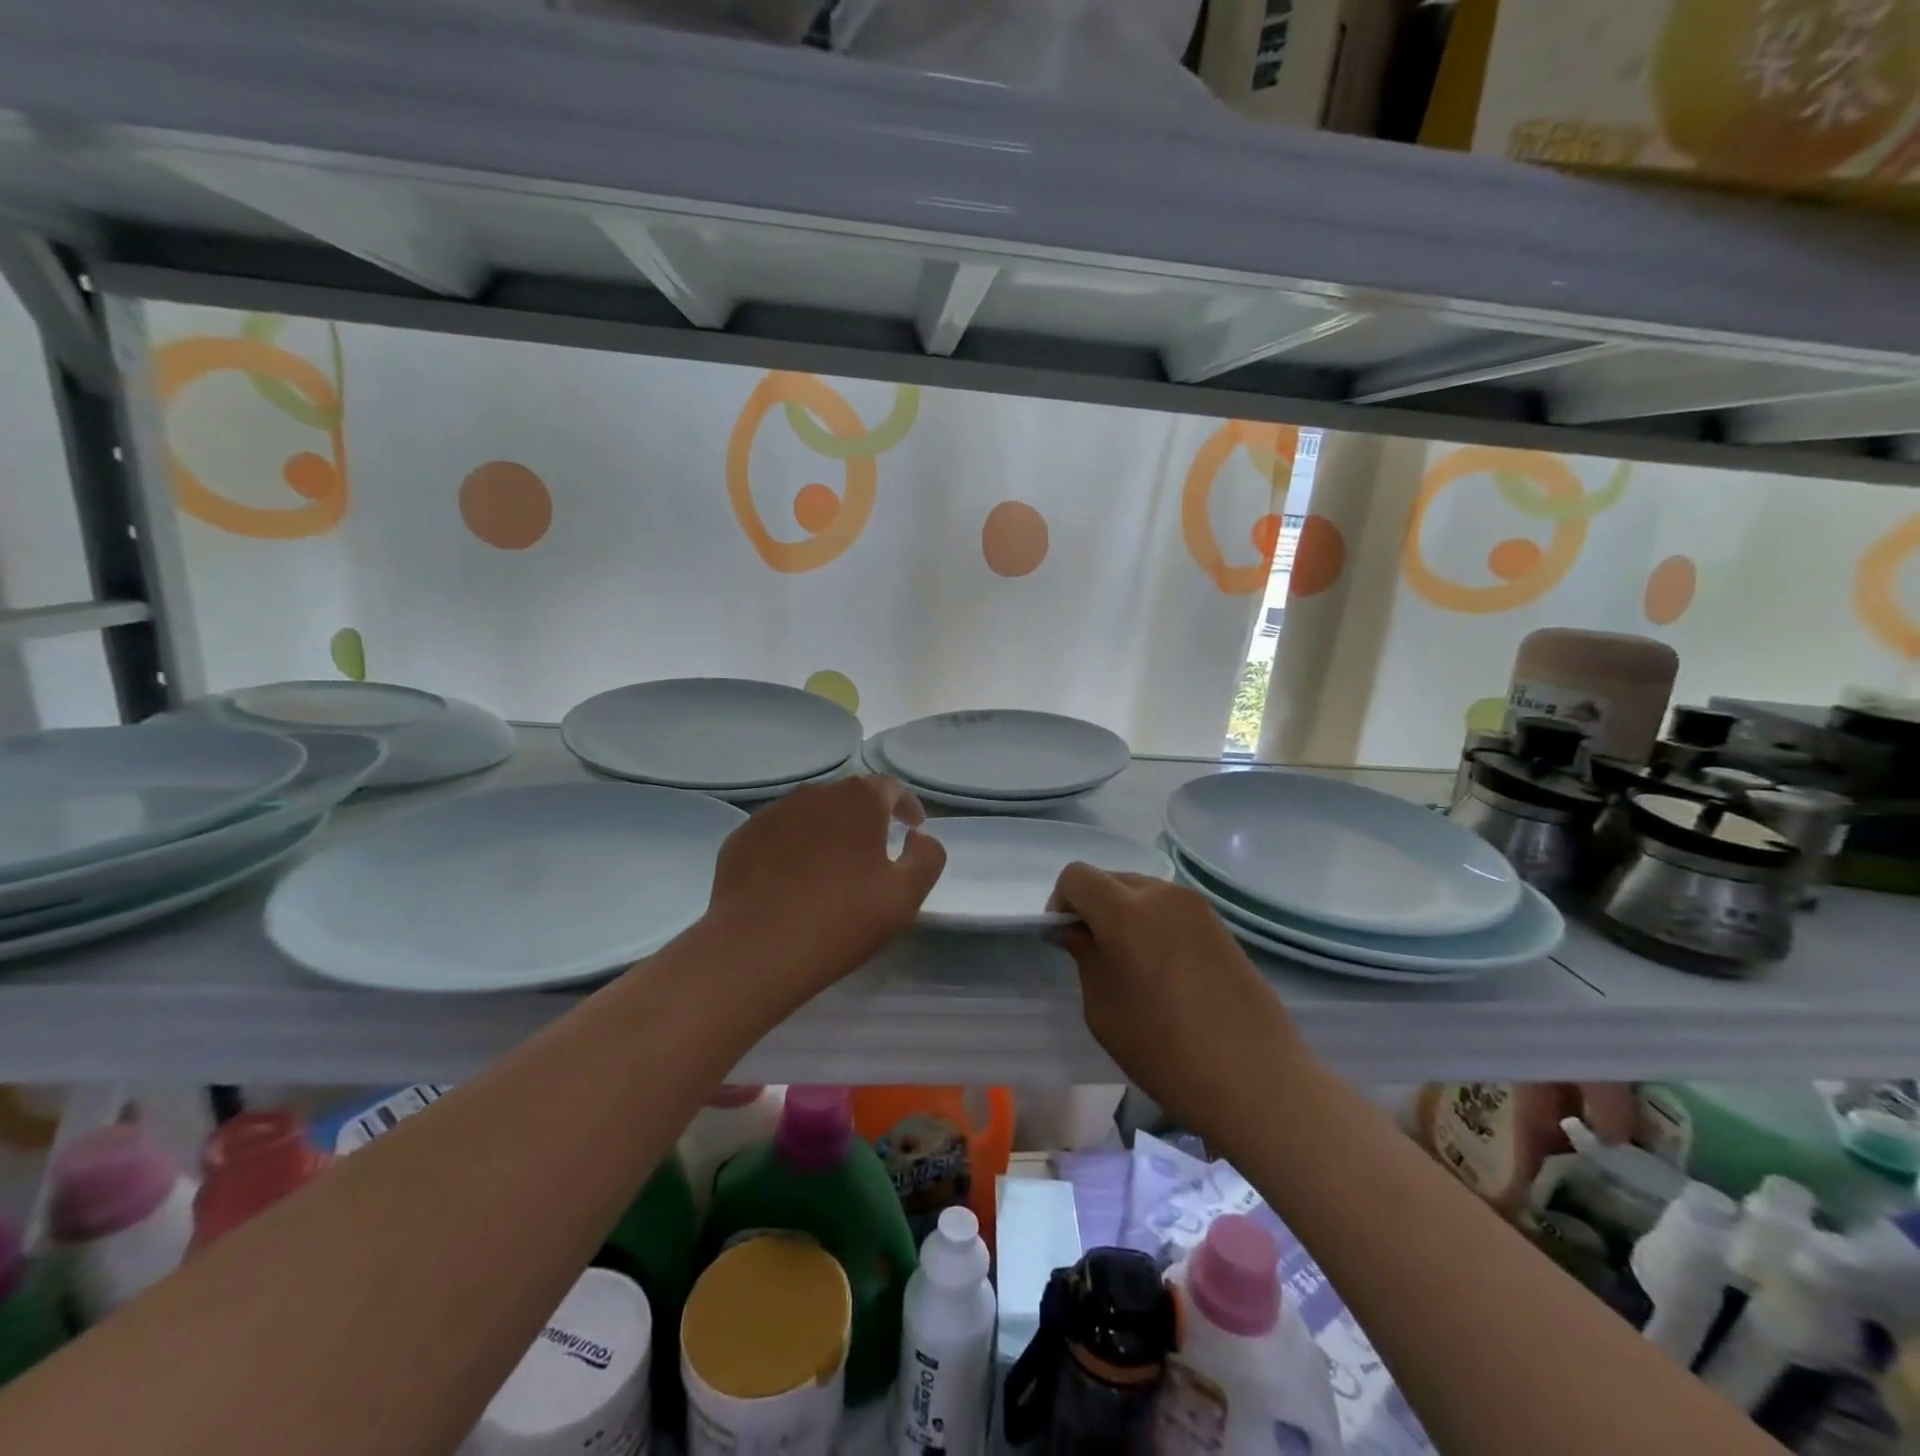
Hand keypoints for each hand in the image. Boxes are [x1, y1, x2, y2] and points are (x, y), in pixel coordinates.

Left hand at [705, 775, 945, 1003]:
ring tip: (832, 866)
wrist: (756, 948)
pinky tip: (793, 880)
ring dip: (828, 831)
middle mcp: (815, 794)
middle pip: (849, 797)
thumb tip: (919, 837)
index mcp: (859, 800)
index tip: (913, 828)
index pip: (892, 788)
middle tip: (875, 850)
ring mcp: (774, 813)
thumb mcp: (905, 896)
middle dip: (866, 817)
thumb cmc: (842, 918)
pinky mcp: (742, 837)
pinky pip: (779, 835)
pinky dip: (793, 848)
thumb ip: (927, 857)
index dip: (907, 806)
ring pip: (811, 814)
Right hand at [1049, 865, 1301, 1136]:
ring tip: (1132, 966)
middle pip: (1111, 880)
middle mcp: (1162, 895)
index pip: (1077, 877)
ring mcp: (1197, 908)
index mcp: (1126, 911)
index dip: (1061, 902)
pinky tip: (1165, 973)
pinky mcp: (1220, 926)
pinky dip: (1154, 926)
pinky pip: (1171, 911)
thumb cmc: (1166, 1050)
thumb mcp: (1104, 1010)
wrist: (1257, 1079)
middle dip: (1093, 907)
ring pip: (1143, 893)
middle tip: (1095, 955)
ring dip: (1125, 915)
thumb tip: (1076, 931)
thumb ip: (1085, 957)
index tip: (1065, 939)